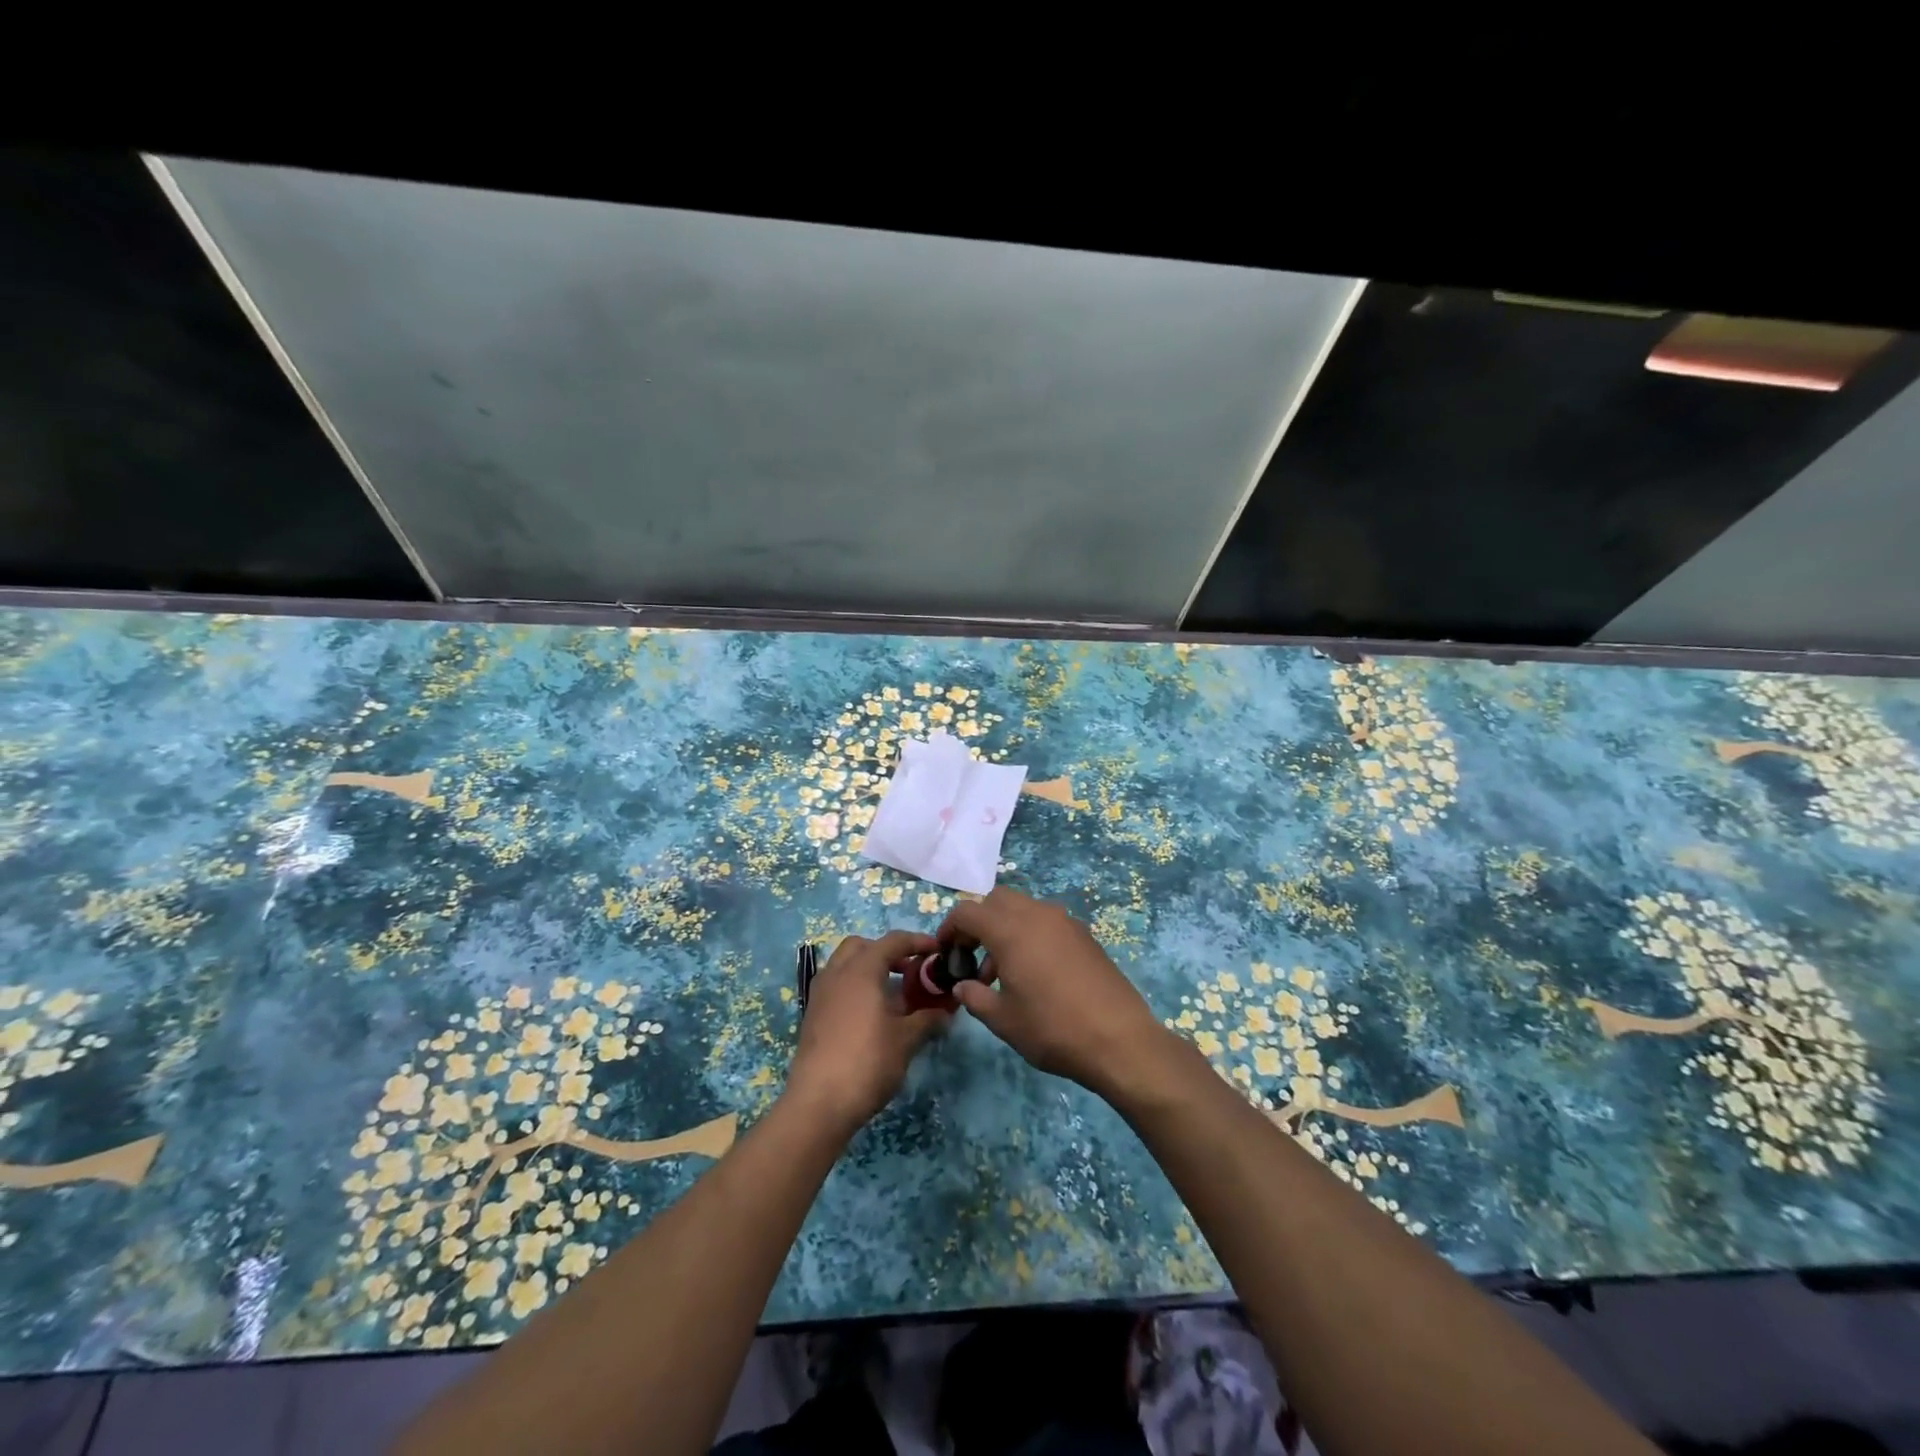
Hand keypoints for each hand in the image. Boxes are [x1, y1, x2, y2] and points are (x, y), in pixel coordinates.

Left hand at [785, 929, 949, 1134]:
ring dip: (869, 969)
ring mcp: (820, 994)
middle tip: (910, 971)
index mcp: (861, 969)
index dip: (917, 941)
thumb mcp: (906, 1040)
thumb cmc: (868, 1062)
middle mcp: (837, 973)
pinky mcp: (812, 1015)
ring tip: (893, 994)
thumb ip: (927, 1019)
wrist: (818, 1104)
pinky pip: (836, 986)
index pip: (892, 941)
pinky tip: (872, 1014)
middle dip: (887, 952)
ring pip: (845, 965)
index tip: (937, 950)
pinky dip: (855, 988)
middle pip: (862, 946)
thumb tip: (946, 1011)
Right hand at [938, 888, 1171, 1099]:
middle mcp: (1037, 915)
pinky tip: (1034, 974)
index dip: (950, 928)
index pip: (968, 911)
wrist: (1120, 1040)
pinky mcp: (1084, 934)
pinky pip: (1046, 921)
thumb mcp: (1004, 1021)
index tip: (945, 953)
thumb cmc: (1053, 1029)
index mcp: (1011, 930)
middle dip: (978, 923)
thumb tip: (962, 986)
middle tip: (972, 957)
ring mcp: (1065, 921)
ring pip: (1023, 909)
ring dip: (1004, 929)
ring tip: (1001, 973)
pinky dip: (1029, 934)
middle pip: (996, 901)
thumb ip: (975, 998)